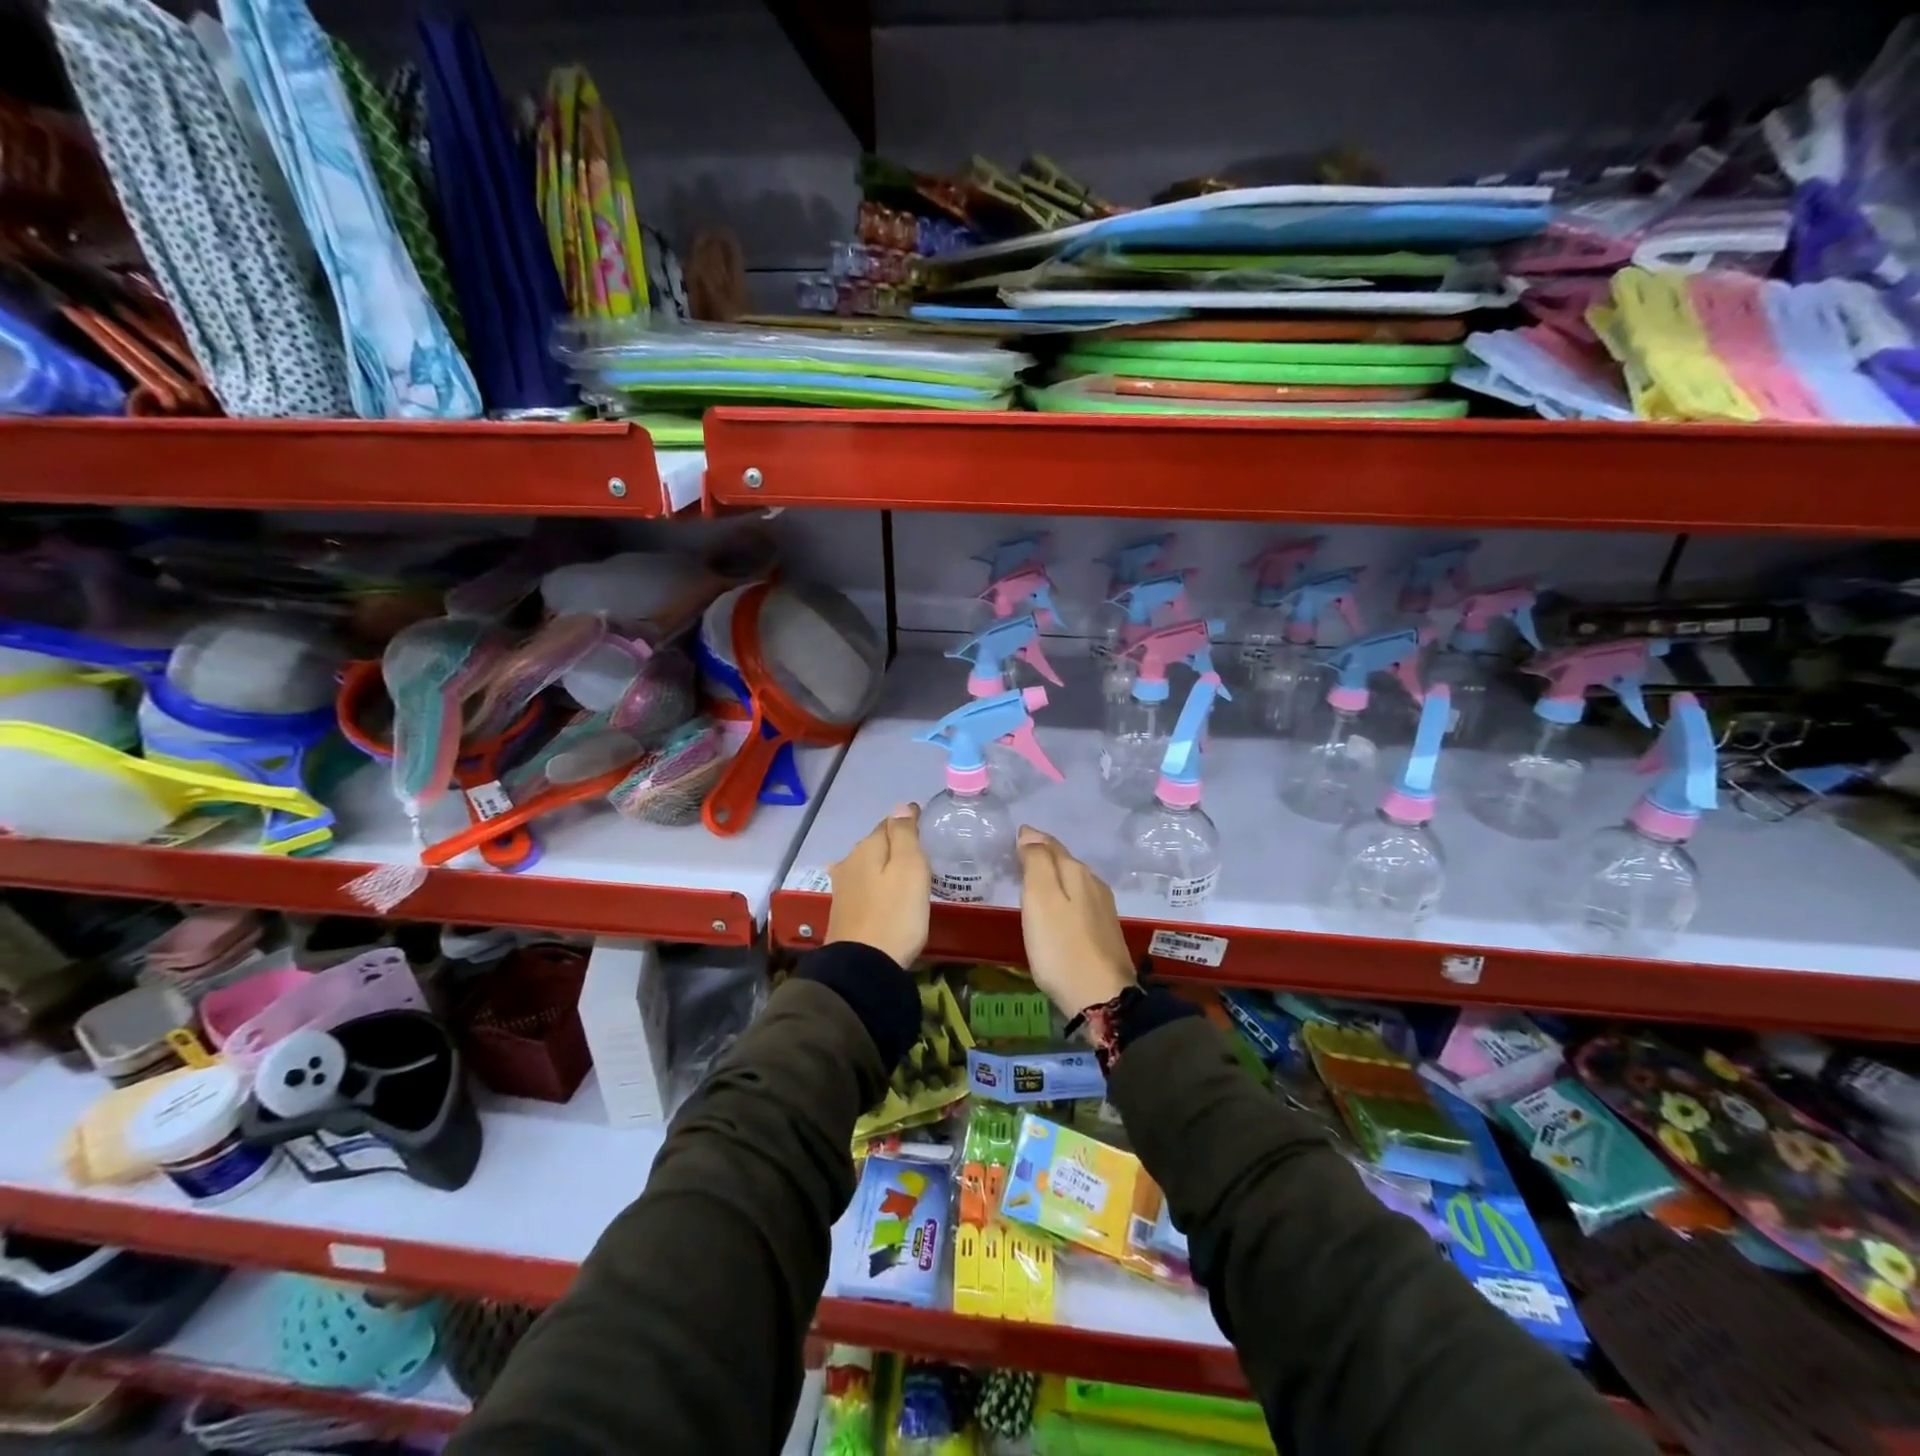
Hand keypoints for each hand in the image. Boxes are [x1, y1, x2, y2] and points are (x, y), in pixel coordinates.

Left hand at [825, 803, 930, 968]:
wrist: (863, 966)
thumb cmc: (895, 914)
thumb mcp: (909, 869)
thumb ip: (904, 835)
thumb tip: (901, 806)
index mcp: (867, 848)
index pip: (889, 823)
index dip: (907, 821)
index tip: (923, 821)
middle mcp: (850, 862)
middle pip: (875, 844)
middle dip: (893, 842)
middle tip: (918, 847)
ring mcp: (843, 888)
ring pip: (867, 865)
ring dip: (882, 864)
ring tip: (902, 870)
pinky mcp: (843, 912)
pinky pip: (863, 886)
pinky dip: (875, 882)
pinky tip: (880, 891)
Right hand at [1016, 826, 1135, 1018]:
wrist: (1102, 998)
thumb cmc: (1061, 948)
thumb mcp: (1040, 900)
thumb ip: (1036, 863)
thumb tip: (1030, 834)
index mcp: (1077, 872)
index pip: (1050, 845)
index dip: (1031, 840)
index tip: (1013, 839)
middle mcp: (1094, 884)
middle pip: (1064, 861)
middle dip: (1043, 857)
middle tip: (1017, 859)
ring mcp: (1103, 908)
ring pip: (1073, 881)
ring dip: (1054, 877)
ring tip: (1033, 883)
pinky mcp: (1105, 931)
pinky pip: (1079, 901)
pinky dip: (1064, 897)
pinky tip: (1056, 910)